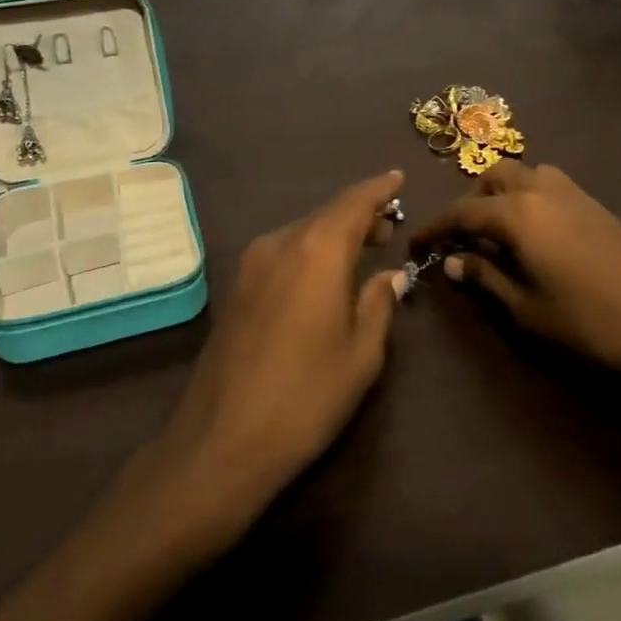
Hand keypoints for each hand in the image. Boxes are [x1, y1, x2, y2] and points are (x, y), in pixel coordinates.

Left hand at [141, 170, 407, 547]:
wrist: (221, 441)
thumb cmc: (306, 397)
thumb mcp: (360, 354)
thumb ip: (378, 303)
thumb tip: (390, 275)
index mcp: (317, 251)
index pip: (354, 202)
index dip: (379, 189)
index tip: (399, 178)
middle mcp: (281, 243)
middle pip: (327, 214)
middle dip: (360, 214)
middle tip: (390, 226)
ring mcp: (252, 264)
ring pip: (302, 232)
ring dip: (334, 233)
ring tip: (364, 248)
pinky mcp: (237, 287)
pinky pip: (283, 252)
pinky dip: (310, 250)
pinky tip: (325, 274)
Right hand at [411, 161, 620, 384]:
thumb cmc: (585, 322)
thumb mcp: (524, 307)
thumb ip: (485, 277)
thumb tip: (453, 262)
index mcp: (518, 213)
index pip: (463, 211)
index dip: (435, 227)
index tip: (416, 243)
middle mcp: (542, 190)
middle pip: (494, 177)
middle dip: (472, 199)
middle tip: (465, 236)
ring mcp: (574, 193)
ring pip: (526, 173)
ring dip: (504, 192)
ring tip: (500, 230)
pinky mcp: (597, 204)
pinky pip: (551, 184)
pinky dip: (531, 196)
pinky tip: (536, 234)